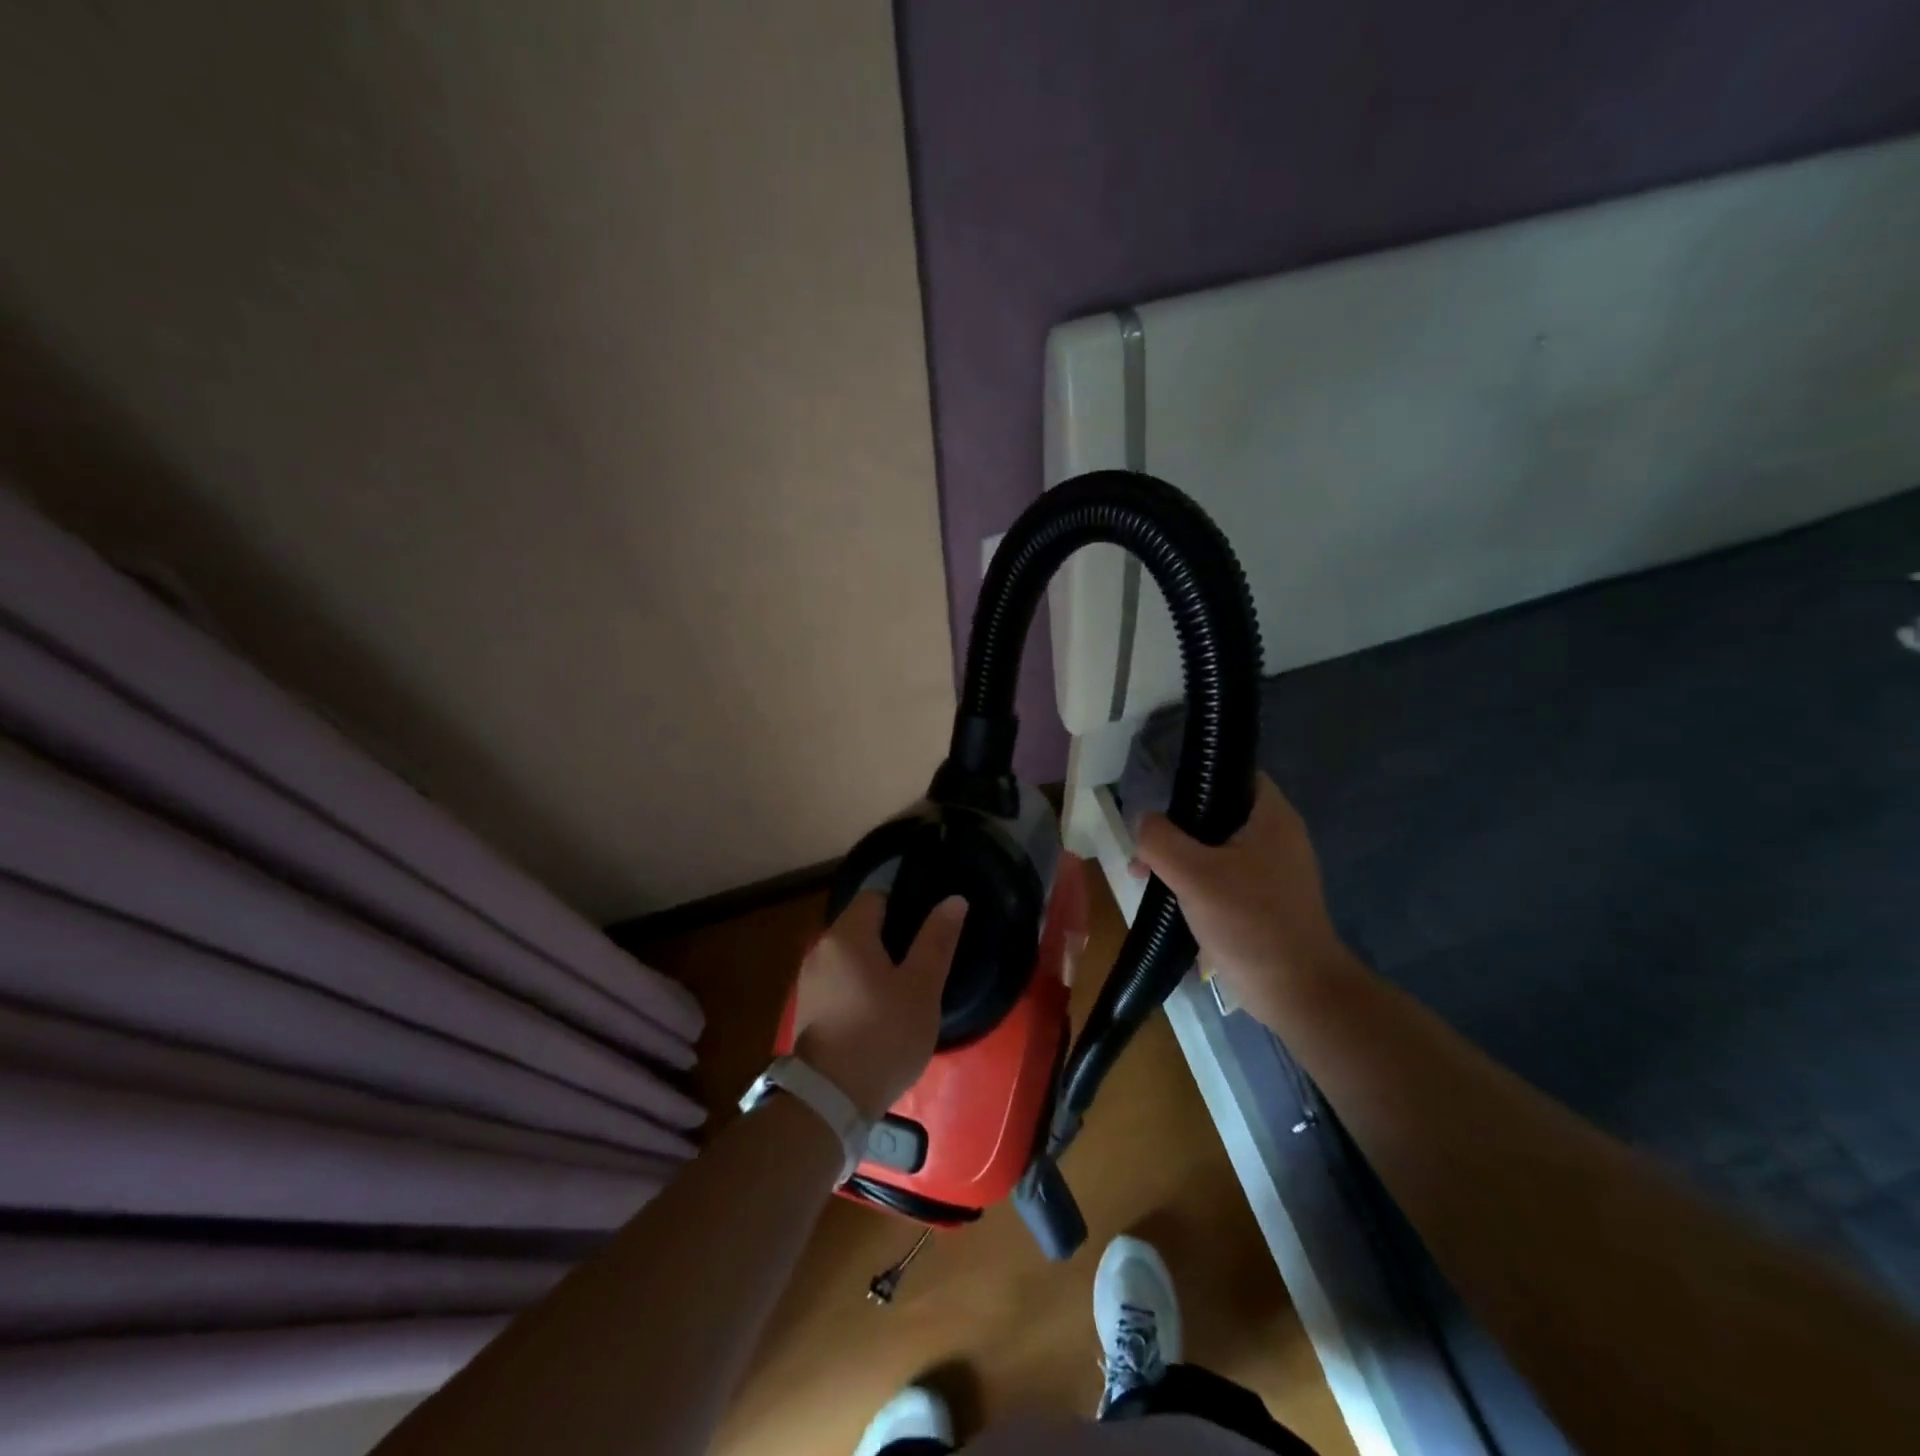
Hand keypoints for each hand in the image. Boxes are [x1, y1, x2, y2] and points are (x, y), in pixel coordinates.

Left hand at [792, 891, 967, 1118]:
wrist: (830, 1100)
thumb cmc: (883, 1034)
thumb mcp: (921, 987)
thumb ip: (937, 940)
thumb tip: (954, 900)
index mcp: (847, 934)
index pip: (876, 895)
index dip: (905, 901)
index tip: (929, 921)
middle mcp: (821, 948)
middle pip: (861, 924)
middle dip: (892, 933)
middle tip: (926, 953)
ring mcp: (810, 979)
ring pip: (850, 954)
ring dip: (876, 960)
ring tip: (908, 981)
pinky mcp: (808, 1008)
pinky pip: (840, 978)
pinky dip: (860, 982)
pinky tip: (882, 1006)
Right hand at [1132, 774, 1355, 1025]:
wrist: (1297, 993)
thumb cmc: (1249, 923)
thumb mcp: (1193, 874)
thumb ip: (1160, 839)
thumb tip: (1144, 822)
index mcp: (1271, 817)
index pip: (1234, 772)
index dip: (1197, 776)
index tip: (1161, 795)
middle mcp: (1278, 836)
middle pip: (1219, 812)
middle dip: (1178, 826)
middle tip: (1146, 845)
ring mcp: (1274, 871)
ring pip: (1218, 847)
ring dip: (1182, 857)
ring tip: (1148, 876)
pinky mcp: (1267, 901)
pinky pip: (1225, 876)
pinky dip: (1198, 881)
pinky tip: (1173, 899)